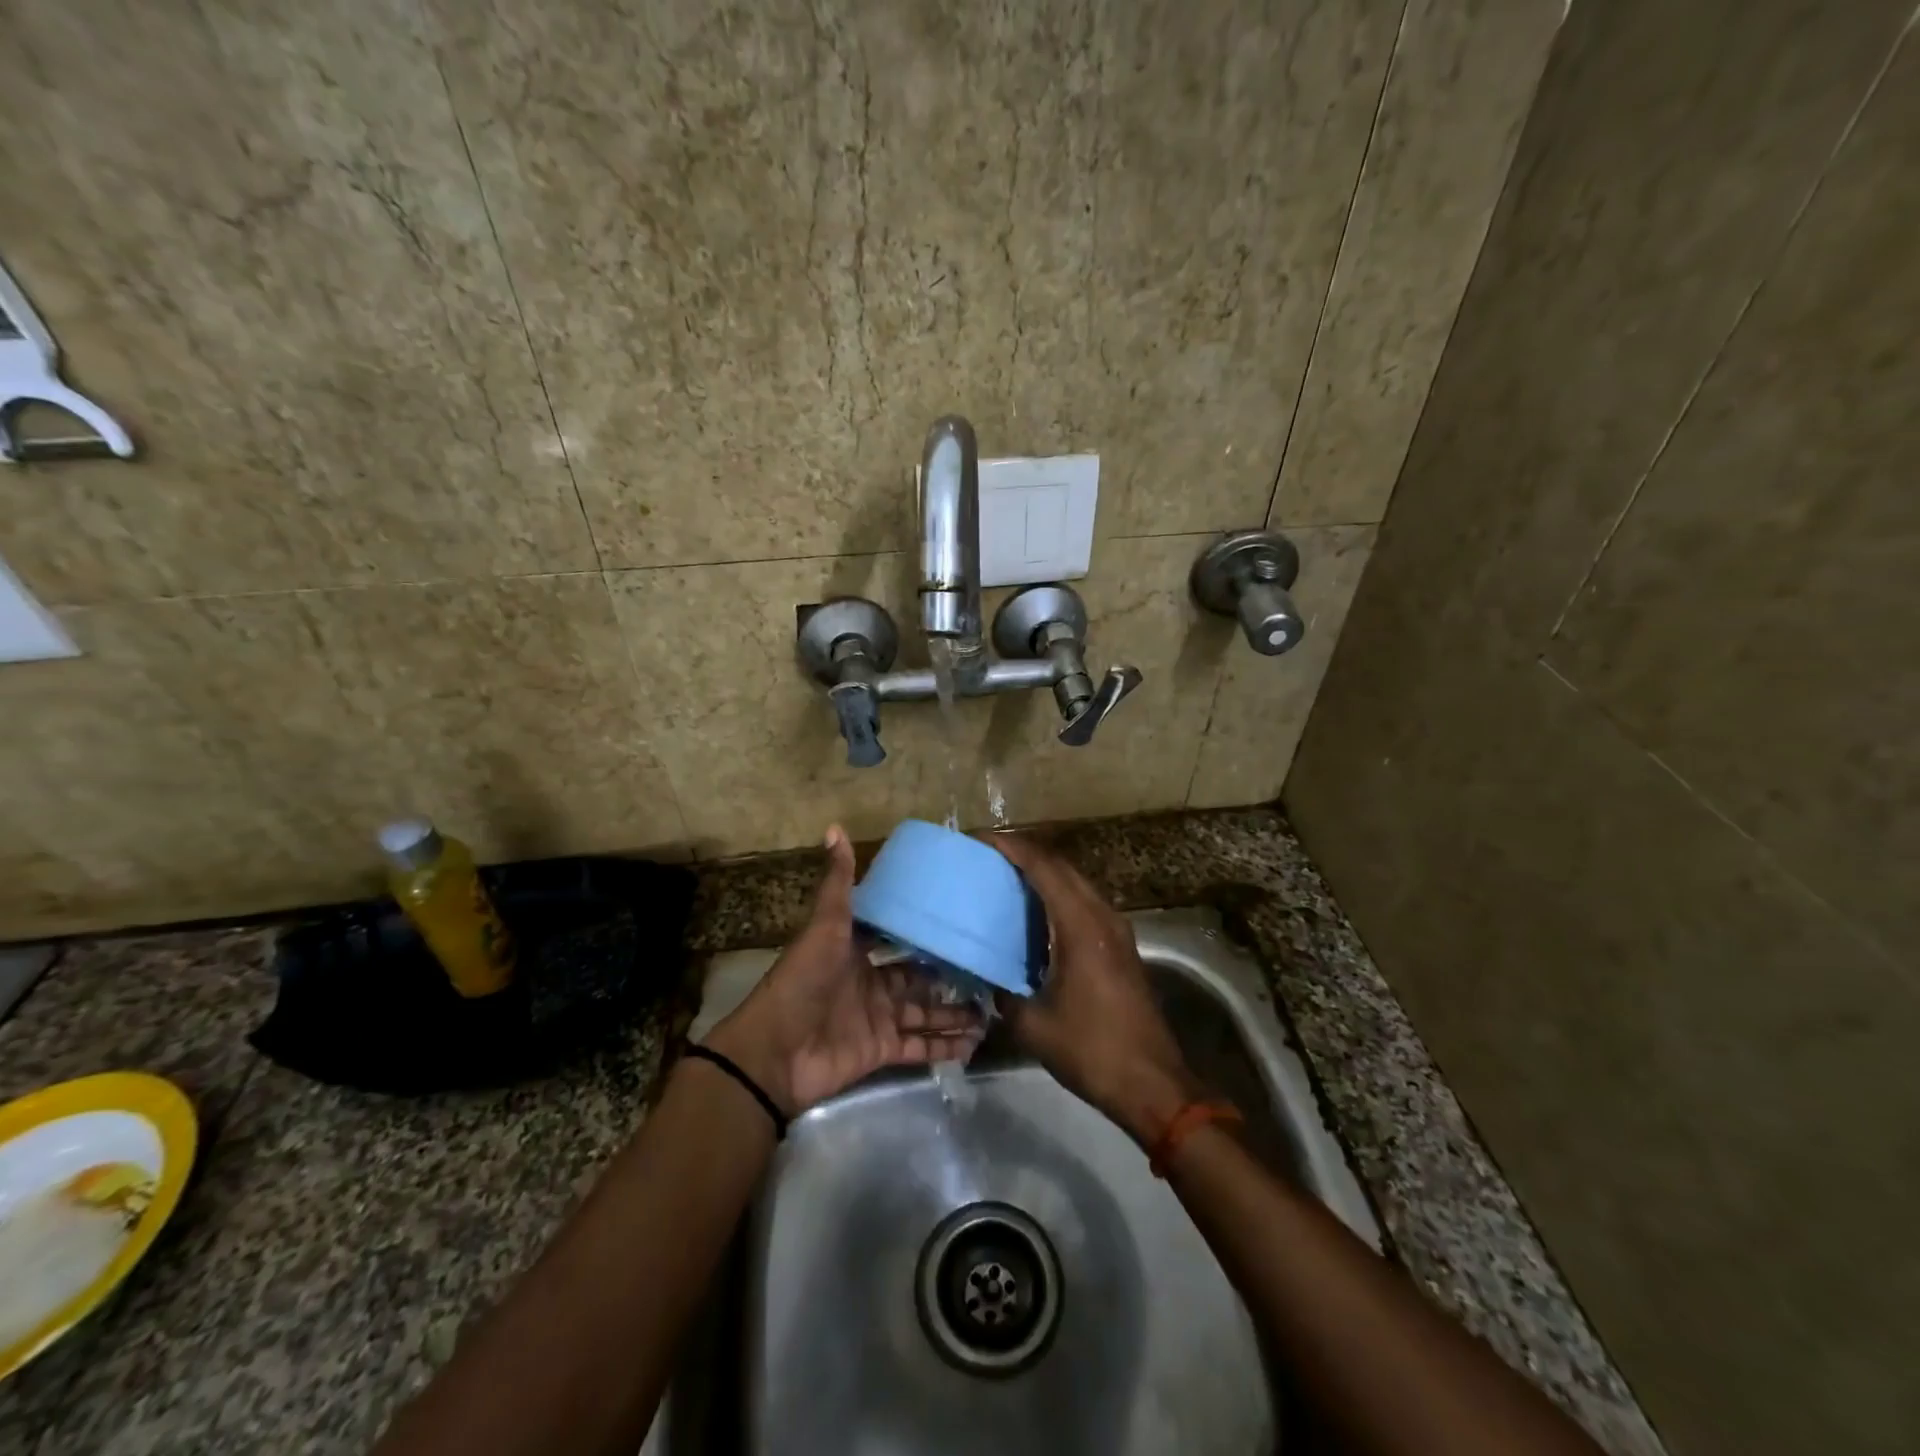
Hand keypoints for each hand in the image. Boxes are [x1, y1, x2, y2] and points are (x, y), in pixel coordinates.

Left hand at [705, 826, 984, 1114]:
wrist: (775, 1052)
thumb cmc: (802, 981)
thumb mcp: (825, 926)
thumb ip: (838, 883)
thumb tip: (835, 827)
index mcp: (856, 952)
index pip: (897, 939)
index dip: (925, 933)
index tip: (960, 923)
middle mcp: (870, 984)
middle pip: (918, 978)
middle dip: (950, 976)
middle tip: (989, 969)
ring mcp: (877, 1019)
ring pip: (925, 1013)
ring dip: (954, 1013)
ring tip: (992, 1010)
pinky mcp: (881, 1051)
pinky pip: (920, 1048)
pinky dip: (945, 1047)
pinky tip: (976, 1042)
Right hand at [987, 834, 1198, 1146]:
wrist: (1152, 1084)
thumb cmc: (1092, 1050)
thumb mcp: (1033, 1026)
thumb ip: (1003, 994)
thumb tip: (984, 979)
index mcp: (1081, 926)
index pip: (1043, 867)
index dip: (1011, 847)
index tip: (980, 839)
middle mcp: (1102, 917)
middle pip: (1061, 867)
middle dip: (1024, 854)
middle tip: (987, 857)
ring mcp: (1117, 930)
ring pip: (1075, 884)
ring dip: (1043, 874)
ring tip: (1005, 879)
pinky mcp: (1121, 947)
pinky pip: (1084, 904)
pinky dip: (1057, 897)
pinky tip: (1035, 916)